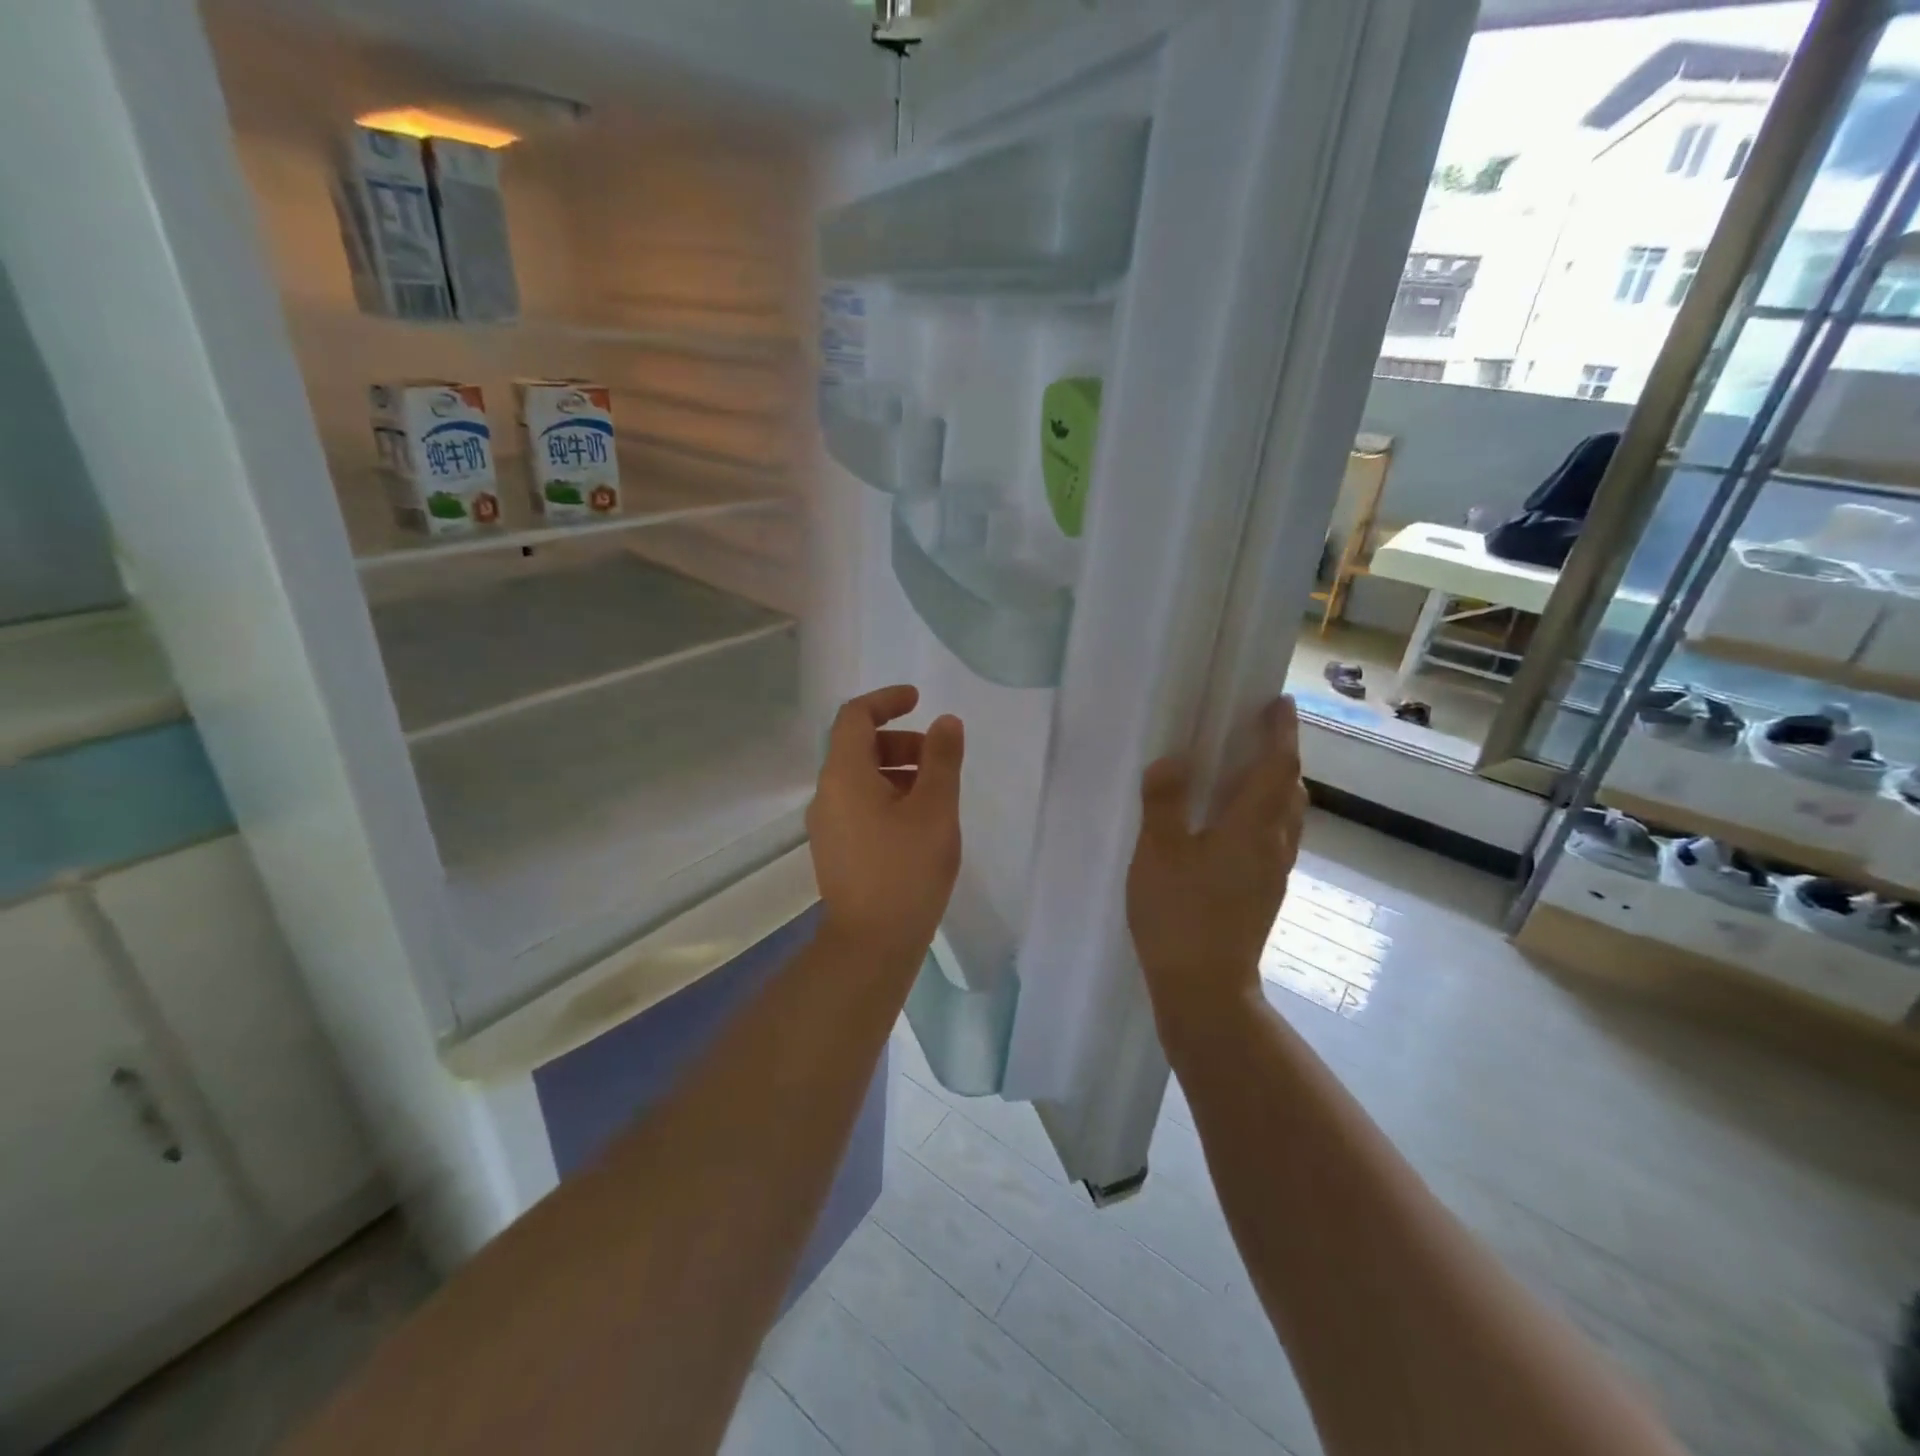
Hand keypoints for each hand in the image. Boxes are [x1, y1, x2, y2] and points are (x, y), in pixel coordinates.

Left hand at [807, 685, 964, 964]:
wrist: (871, 944)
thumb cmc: (906, 871)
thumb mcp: (935, 809)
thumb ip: (941, 759)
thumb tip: (945, 722)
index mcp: (844, 775)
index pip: (855, 716)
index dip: (887, 700)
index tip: (919, 700)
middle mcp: (827, 793)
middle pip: (858, 746)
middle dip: (900, 740)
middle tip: (938, 759)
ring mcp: (827, 823)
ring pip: (860, 777)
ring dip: (896, 770)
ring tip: (936, 794)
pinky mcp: (836, 848)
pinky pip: (859, 804)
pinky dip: (887, 795)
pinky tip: (918, 822)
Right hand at [1126, 697, 1306, 1048]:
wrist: (1206, 989)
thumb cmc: (1179, 915)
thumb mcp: (1158, 852)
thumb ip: (1165, 802)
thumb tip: (1174, 759)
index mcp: (1251, 827)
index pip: (1277, 766)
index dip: (1280, 731)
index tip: (1279, 702)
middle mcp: (1273, 844)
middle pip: (1290, 789)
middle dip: (1280, 755)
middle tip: (1256, 732)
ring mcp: (1273, 872)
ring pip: (1286, 816)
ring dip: (1275, 785)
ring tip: (1245, 771)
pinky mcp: (1264, 892)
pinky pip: (1273, 837)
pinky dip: (1263, 813)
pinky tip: (1232, 824)